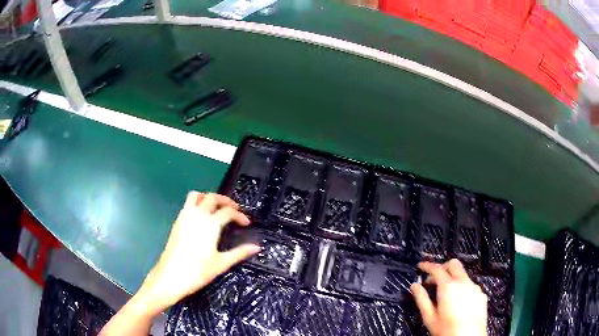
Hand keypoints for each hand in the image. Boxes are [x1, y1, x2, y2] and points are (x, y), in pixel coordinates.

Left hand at [136, 191, 259, 313]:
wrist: (170, 276)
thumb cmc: (197, 272)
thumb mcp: (221, 263)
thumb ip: (239, 253)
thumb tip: (257, 247)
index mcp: (210, 224)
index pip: (228, 212)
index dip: (240, 215)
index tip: (246, 223)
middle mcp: (197, 215)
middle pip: (213, 197)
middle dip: (226, 201)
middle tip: (235, 210)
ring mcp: (185, 217)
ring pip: (197, 195)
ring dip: (208, 197)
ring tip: (217, 208)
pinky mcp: (177, 221)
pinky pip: (187, 204)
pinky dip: (197, 203)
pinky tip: (202, 217)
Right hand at [410, 259, 487, 335]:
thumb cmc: (447, 330)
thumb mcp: (429, 317)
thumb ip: (422, 299)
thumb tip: (415, 287)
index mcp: (449, 287)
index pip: (437, 268)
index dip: (427, 266)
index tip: (421, 266)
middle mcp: (464, 283)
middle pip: (453, 264)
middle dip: (442, 267)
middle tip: (433, 278)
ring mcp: (474, 288)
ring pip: (463, 275)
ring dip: (453, 279)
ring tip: (445, 294)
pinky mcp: (481, 295)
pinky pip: (471, 285)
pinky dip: (463, 288)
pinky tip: (458, 301)